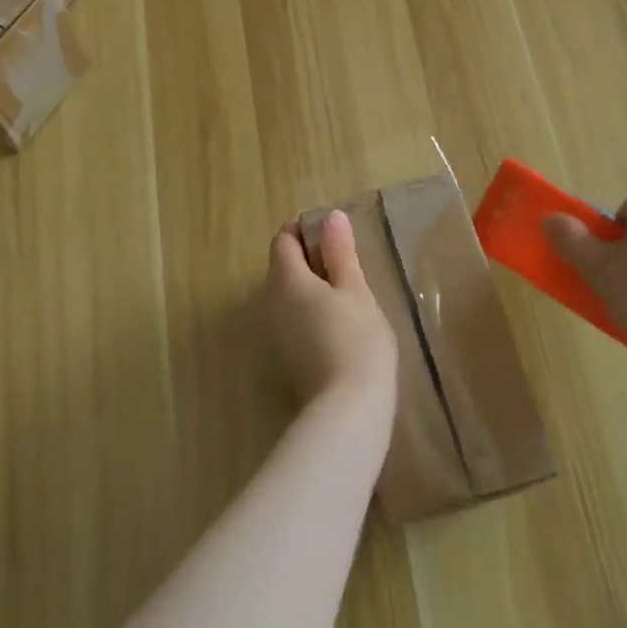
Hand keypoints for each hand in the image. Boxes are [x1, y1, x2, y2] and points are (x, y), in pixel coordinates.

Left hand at [261, 212, 397, 416]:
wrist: (348, 410)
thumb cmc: (357, 340)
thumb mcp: (356, 290)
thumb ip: (340, 253)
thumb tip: (331, 217)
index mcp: (285, 280)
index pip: (283, 240)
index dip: (305, 229)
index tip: (335, 234)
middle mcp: (269, 302)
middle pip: (283, 267)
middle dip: (311, 258)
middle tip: (348, 264)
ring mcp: (274, 332)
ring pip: (288, 295)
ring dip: (311, 286)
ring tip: (348, 294)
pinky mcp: (284, 356)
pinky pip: (292, 318)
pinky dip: (310, 311)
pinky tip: (339, 324)